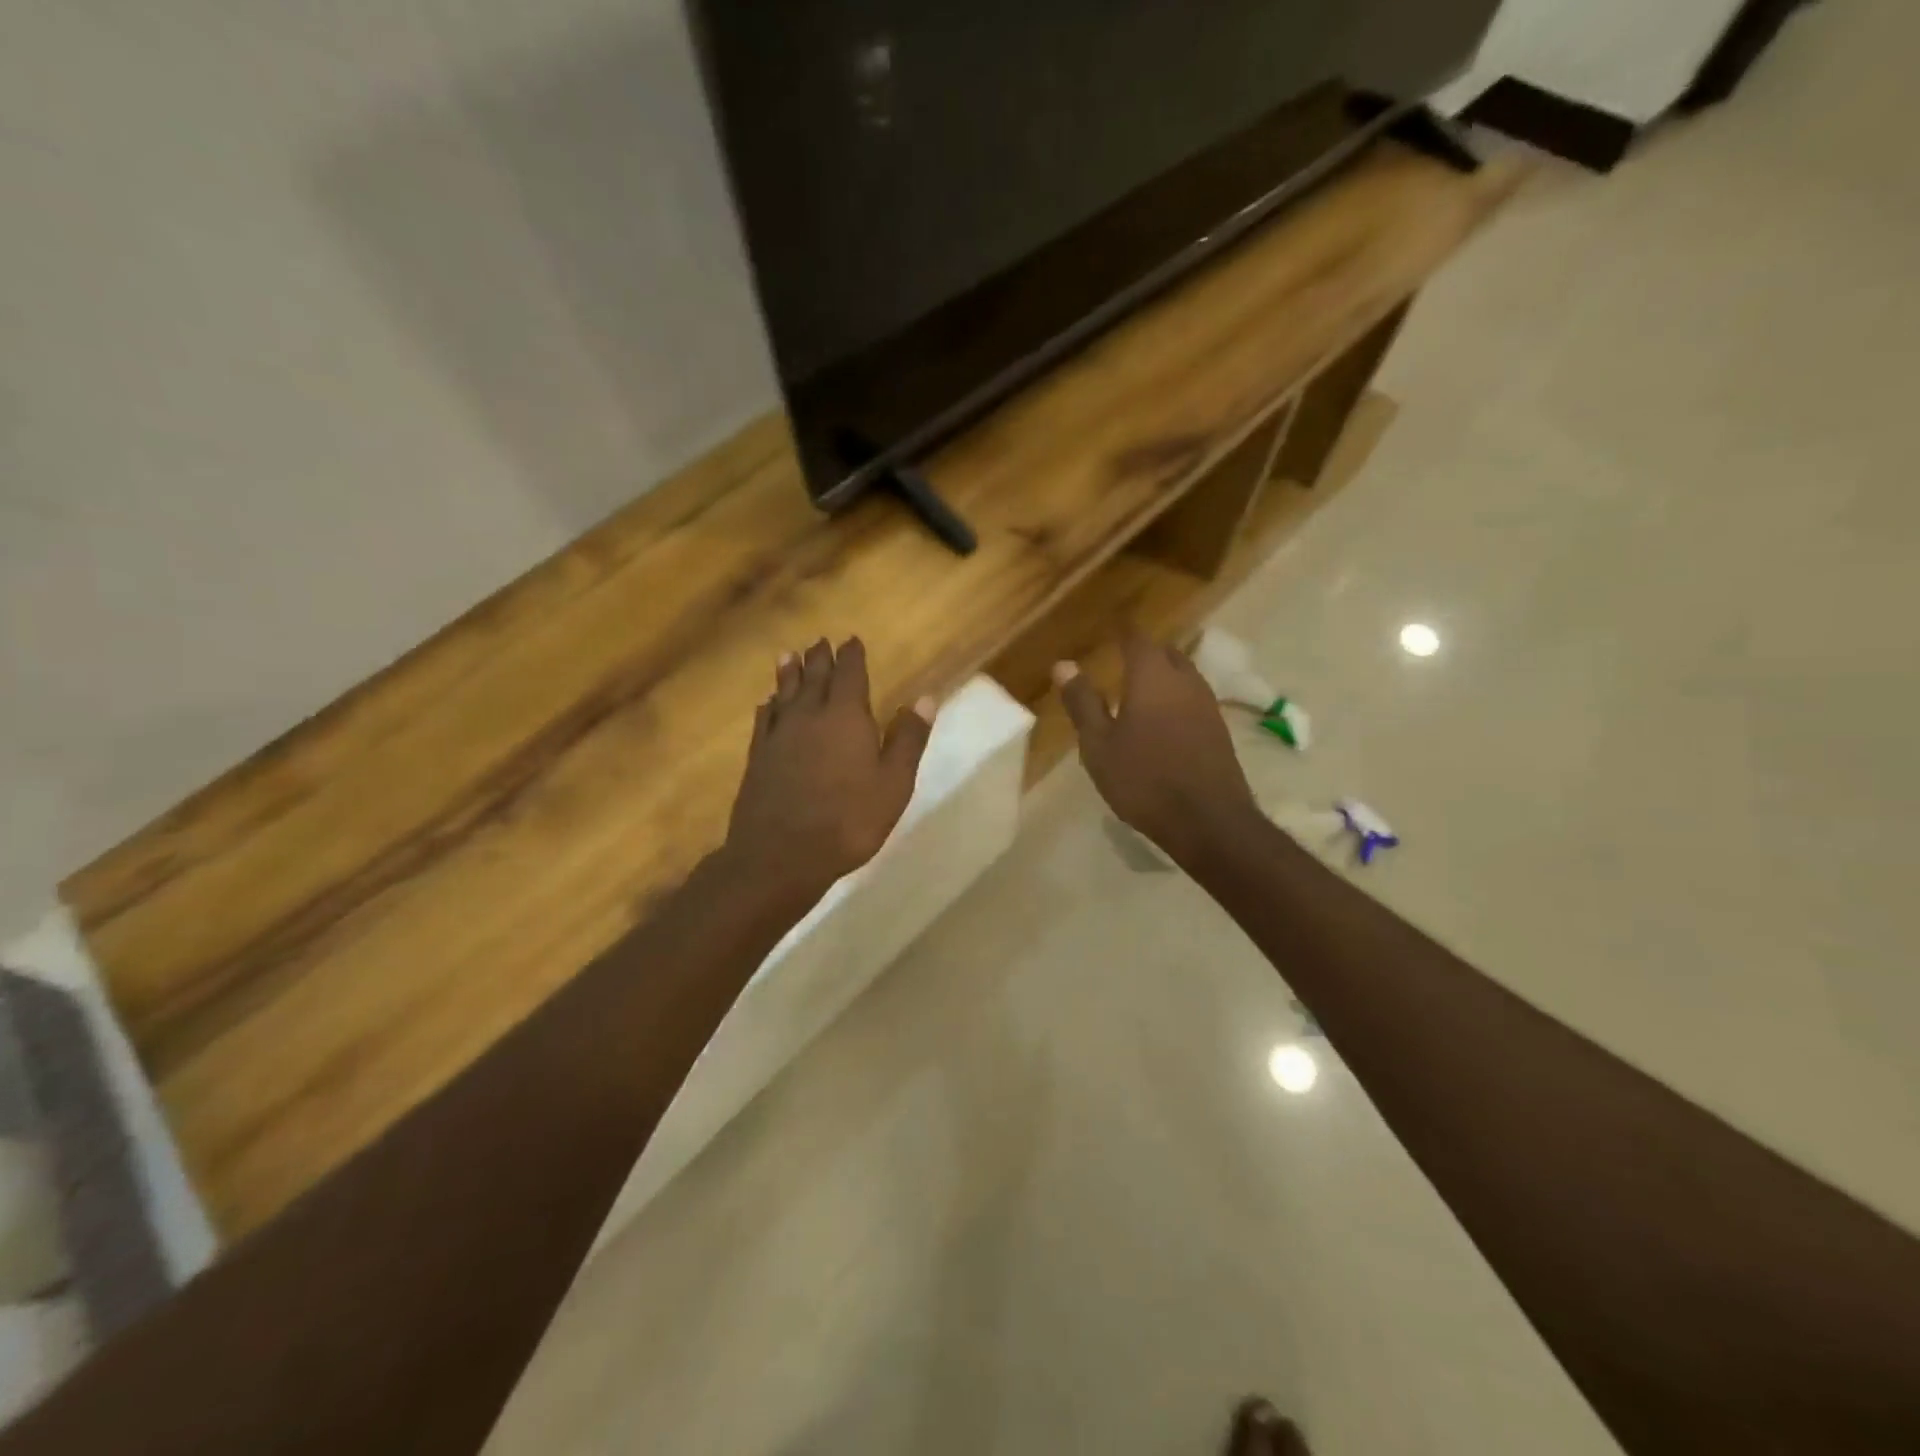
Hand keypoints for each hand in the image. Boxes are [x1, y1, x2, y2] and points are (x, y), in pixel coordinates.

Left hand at [724, 637, 933, 907]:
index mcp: (846, 717)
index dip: (851, 656)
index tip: (851, 640)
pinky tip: (767, 703)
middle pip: (814, 677)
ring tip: (788, 655)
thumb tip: (926, 698)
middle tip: (820, 641)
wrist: (781, 855)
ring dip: (789, 672)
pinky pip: (764, 720)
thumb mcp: (893, 783)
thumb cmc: (848, 820)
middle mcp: (809, 716)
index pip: (849, 675)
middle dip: (819, 658)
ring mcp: (779, 736)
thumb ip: (908, 739)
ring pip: (784, 693)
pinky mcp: (758, 757)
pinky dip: (768, 706)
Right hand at [1054, 630, 1258, 868]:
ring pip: (1184, 675)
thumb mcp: (1099, 744)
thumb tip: (1064, 665)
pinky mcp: (1219, 730)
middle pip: (1165, 653)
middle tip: (1122, 660)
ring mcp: (1207, 704)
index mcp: (1152, 676)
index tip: (1110, 630)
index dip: (1123, 632)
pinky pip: (1193, 699)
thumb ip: (1083, 702)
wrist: (1208, 820)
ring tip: (1140, 690)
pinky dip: (1176, 699)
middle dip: (1145, 652)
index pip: (1137, 638)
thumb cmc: (1144, 779)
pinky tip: (1163, 721)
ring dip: (1163, 676)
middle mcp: (1185, 681)